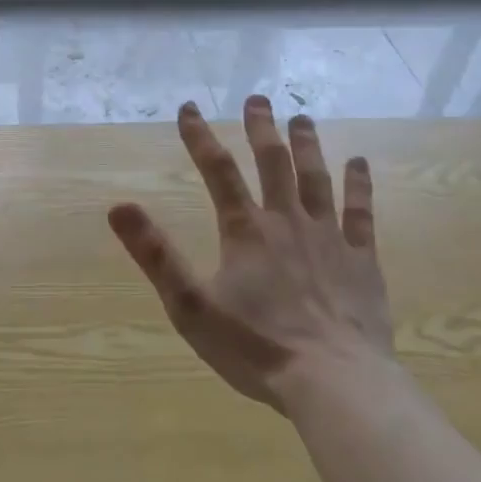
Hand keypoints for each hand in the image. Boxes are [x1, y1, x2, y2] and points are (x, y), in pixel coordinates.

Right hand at [107, 96, 393, 411]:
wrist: (334, 383)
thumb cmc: (256, 347)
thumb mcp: (190, 306)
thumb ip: (155, 254)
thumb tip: (118, 206)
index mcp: (245, 231)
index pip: (217, 170)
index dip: (200, 136)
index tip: (188, 107)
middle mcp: (287, 222)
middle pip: (273, 162)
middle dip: (261, 128)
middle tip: (257, 98)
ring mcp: (329, 238)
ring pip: (316, 179)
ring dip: (307, 145)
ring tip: (301, 118)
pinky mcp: (362, 261)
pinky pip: (361, 213)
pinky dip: (359, 185)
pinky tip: (360, 163)